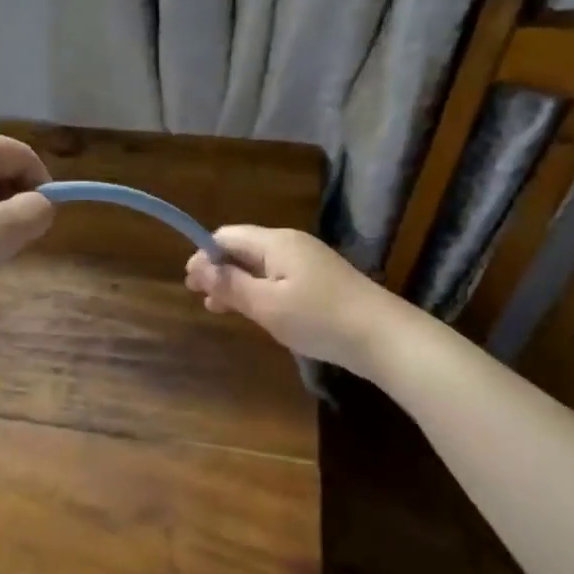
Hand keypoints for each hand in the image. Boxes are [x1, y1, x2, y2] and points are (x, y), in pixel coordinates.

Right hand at [184, 226, 382, 369]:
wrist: (385, 337)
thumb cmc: (319, 319)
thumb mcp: (266, 305)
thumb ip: (230, 285)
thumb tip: (197, 267)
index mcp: (275, 242)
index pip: (226, 236)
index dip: (204, 255)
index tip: (189, 283)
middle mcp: (291, 244)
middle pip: (243, 248)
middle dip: (218, 270)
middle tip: (199, 297)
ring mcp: (309, 262)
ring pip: (261, 265)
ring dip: (237, 283)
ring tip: (218, 308)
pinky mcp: (322, 281)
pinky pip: (279, 277)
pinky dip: (259, 290)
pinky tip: (256, 312)